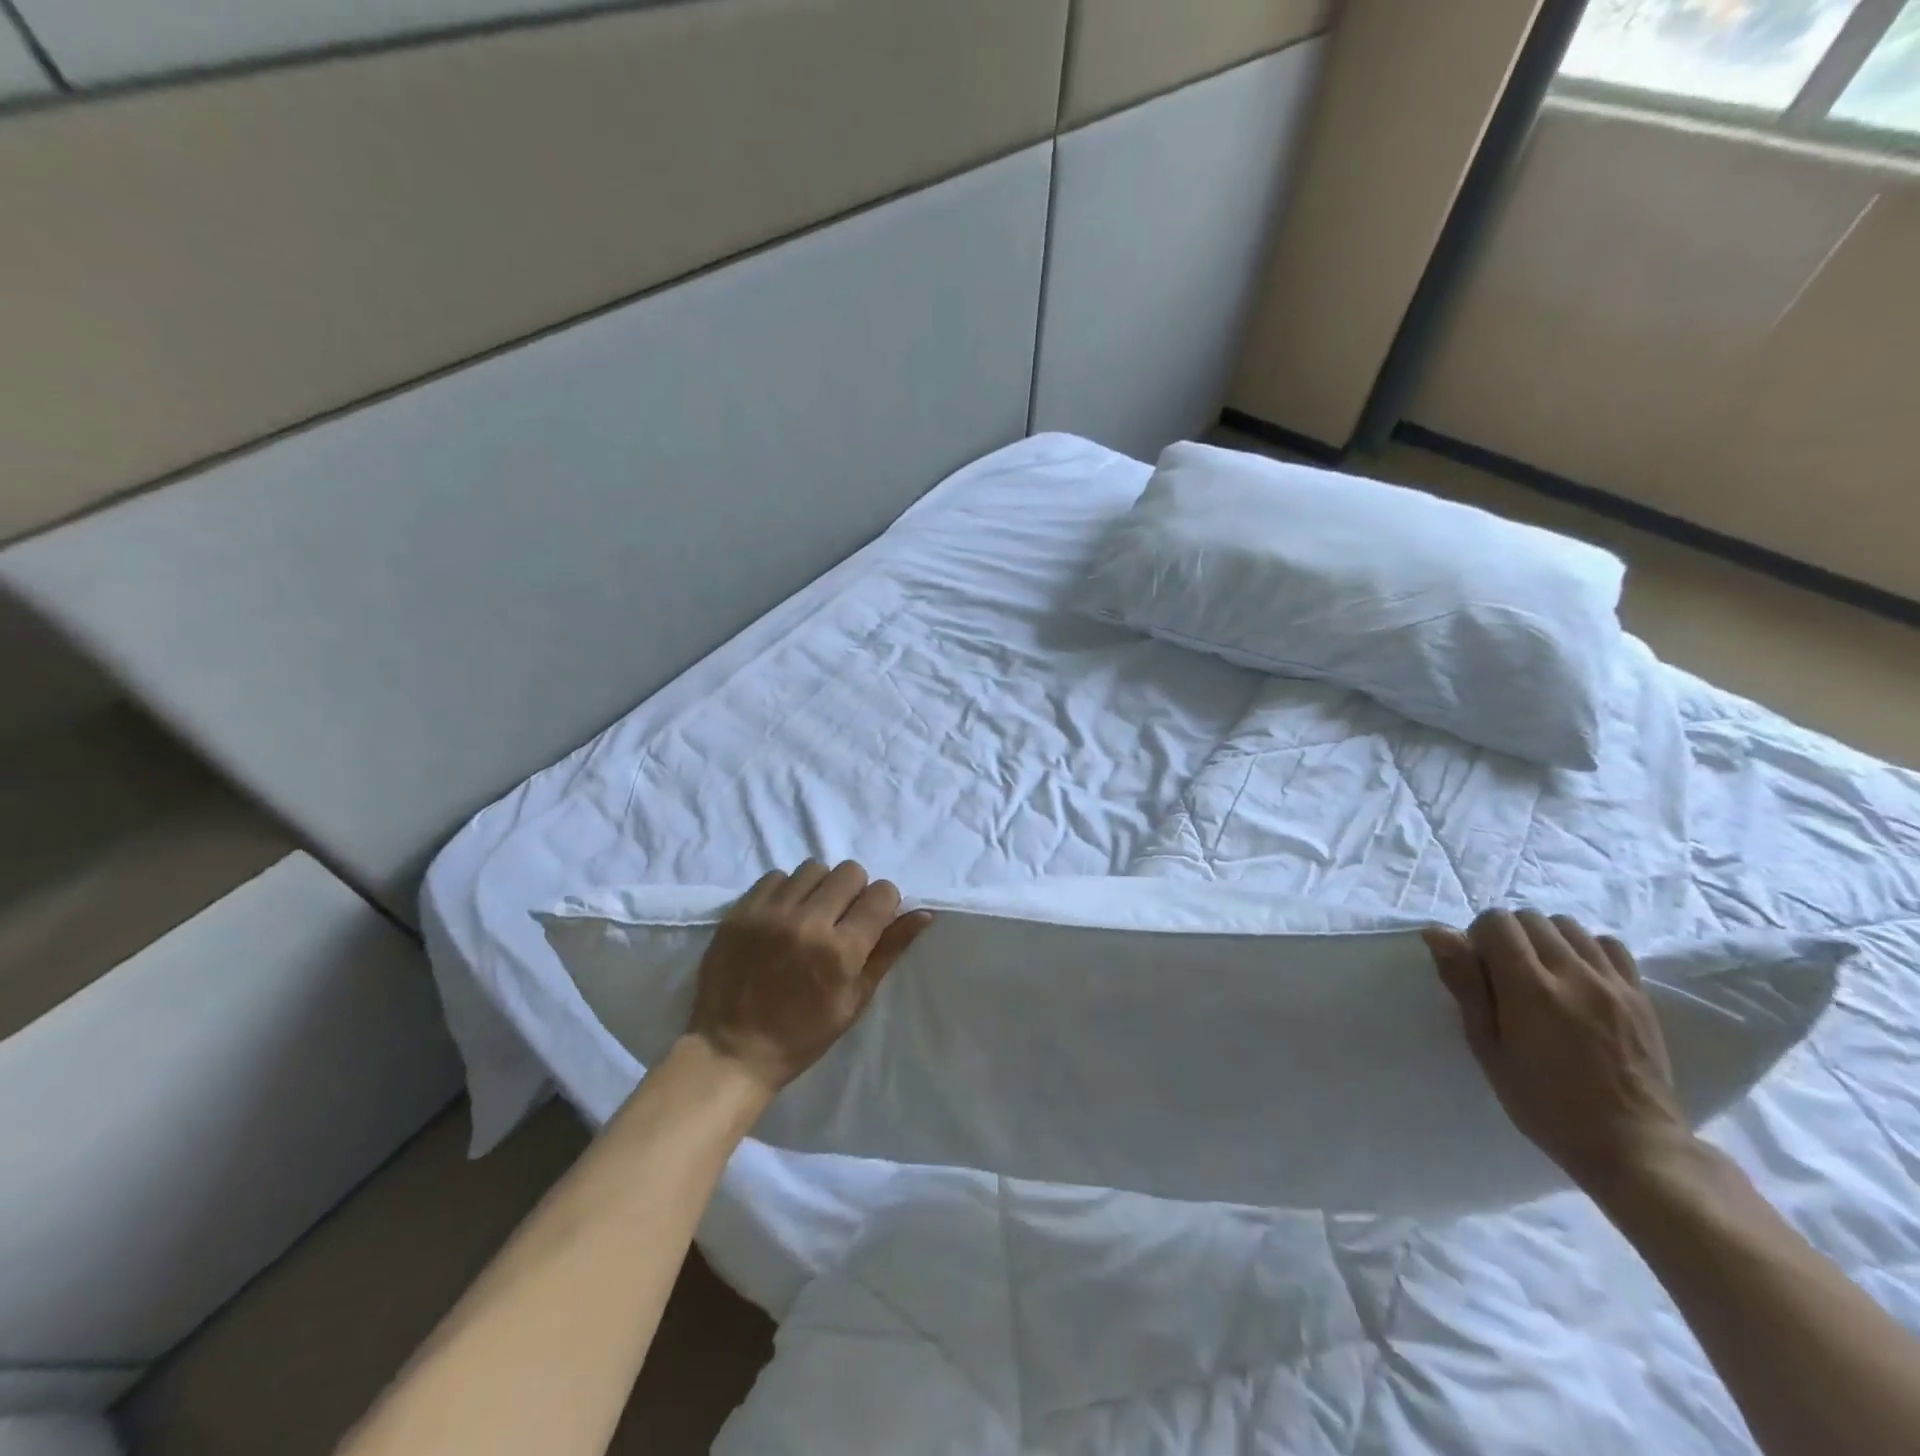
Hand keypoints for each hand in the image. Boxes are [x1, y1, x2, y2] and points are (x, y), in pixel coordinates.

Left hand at [686, 859, 932, 1095]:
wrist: (731, 1050)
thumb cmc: (803, 1034)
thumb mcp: (855, 1000)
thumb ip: (889, 950)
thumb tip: (924, 913)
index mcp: (842, 950)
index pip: (882, 893)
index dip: (883, 904)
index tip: (872, 920)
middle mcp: (808, 922)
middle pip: (850, 871)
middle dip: (854, 891)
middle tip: (841, 918)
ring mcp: (771, 912)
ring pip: (814, 868)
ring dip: (820, 887)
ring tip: (810, 914)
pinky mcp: (741, 910)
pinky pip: (776, 876)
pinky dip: (786, 890)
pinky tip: (782, 916)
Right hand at [1424, 909, 1692, 1199]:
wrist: (1632, 1144)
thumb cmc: (1543, 1102)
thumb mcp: (1487, 1048)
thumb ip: (1465, 985)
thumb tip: (1439, 933)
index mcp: (1529, 989)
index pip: (1496, 922)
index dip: (1477, 936)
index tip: (1478, 968)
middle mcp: (1573, 974)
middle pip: (1530, 918)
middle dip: (1508, 934)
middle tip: (1504, 972)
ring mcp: (1613, 983)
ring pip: (1568, 925)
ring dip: (1545, 938)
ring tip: (1541, 971)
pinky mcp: (1640, 995)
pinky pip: (1608, 944)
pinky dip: (1585, 948)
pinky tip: (1578, 975)